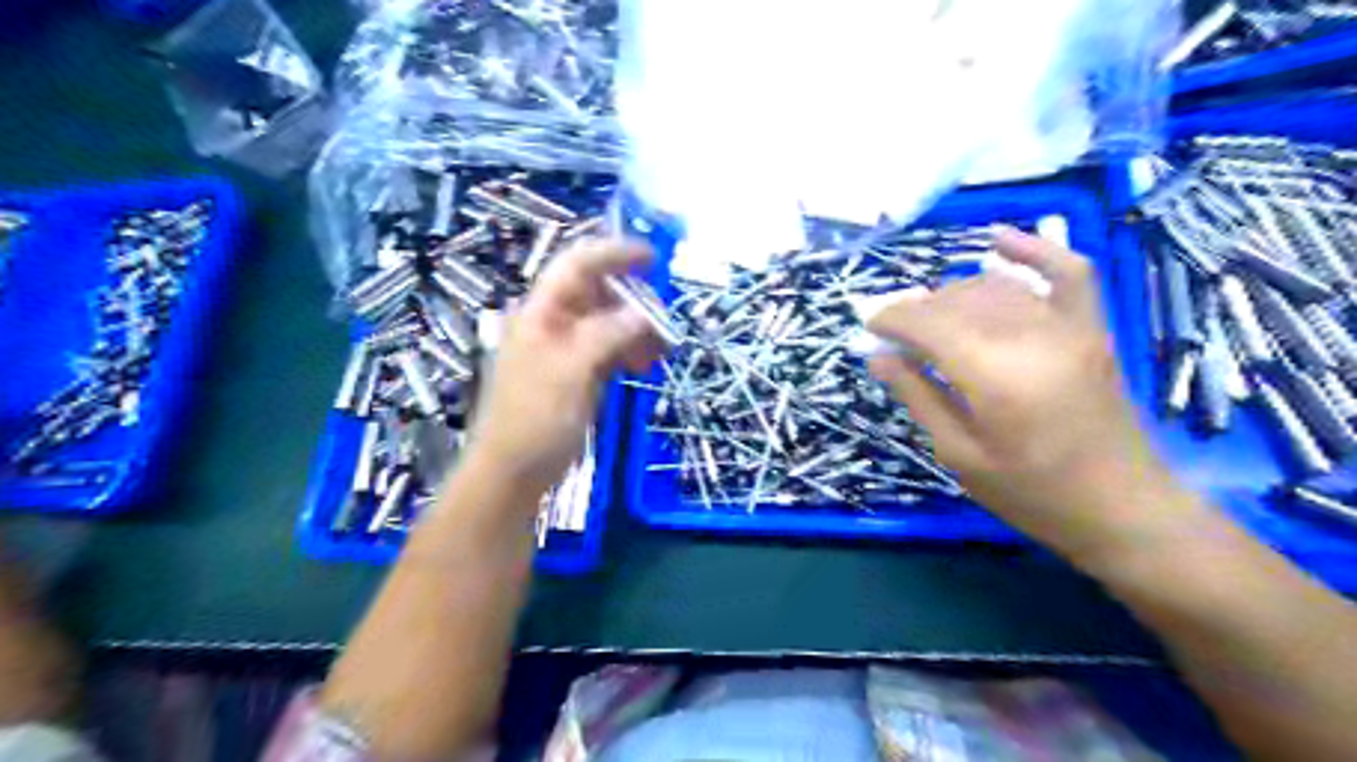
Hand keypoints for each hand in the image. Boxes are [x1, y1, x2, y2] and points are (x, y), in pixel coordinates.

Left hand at [464, 240, 667, 497]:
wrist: (515, 470)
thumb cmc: (536, 417)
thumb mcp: (572, 370)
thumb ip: (608, 334)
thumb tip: (643, 314)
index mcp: (541, 312)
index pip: (577, 266)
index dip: (613, 254)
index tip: (652, 258)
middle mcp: (553, 323)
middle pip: (597, 294)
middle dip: (633, 301)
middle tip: (663, 320)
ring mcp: (565, 349)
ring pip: (607, 323)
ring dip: (635, 330)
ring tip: (659, 351)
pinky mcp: (576, 373)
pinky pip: (608, 349)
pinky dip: (629, 352)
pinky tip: (645, 366)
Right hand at [870, 225, 1178, 560]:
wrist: (1122, 508)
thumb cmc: (1032, 494)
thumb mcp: (959, 454)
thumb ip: (917, 397)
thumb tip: (877, 356)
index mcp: (995, 376)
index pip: (929, 324)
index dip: (891, 318)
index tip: (867, 326)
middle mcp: (1032, 338)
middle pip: (958, 300)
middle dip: (916, 309)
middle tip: (891, 332)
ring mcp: (1069, 327)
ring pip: (995, 286)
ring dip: (952, 293)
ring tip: (928, 316)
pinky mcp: (1091, 328)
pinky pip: (1066, 272)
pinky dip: (1032, 250)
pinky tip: (997, 240)